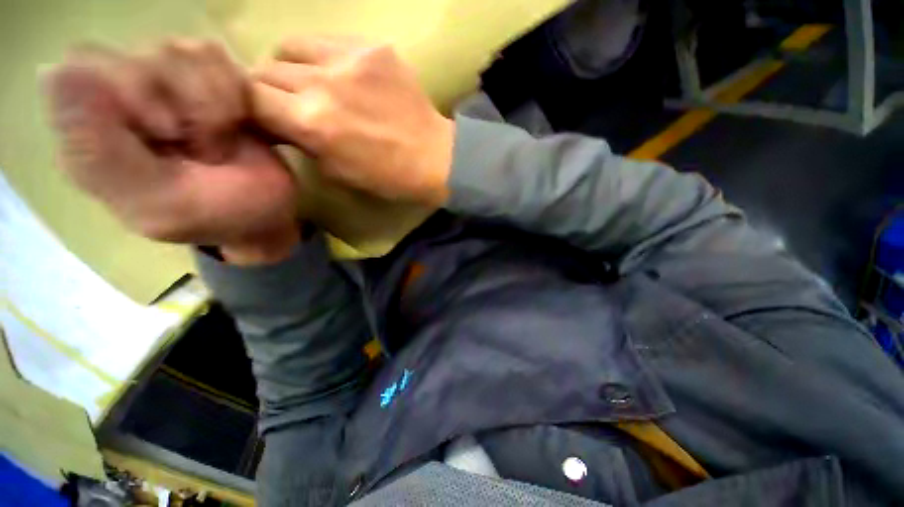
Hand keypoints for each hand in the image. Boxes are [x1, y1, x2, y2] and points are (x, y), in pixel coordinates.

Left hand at [45, 41, 299, 263]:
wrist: (270, 213)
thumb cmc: (219, 215)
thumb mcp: (157, 202)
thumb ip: (99, 152)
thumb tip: (52, 74)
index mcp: (92, 133)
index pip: (86, 67)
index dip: (130, 88)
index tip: (168, 132)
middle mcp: (118, 96)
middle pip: (140, 54)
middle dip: (185, 102)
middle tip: (202, 149)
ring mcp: (162, 80)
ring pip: (181, 49)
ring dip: (216, 102)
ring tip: (220, 142)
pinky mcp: (203, 76)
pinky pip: (213, 54)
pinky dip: (233, 90)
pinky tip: (237, 123)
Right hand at [251, 37, 455, 206]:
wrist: (435, 157)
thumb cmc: (388, 177)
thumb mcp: (337, 172)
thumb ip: (302, 142)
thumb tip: (279, 121)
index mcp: (312, 123)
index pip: (250, 99)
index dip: (250, 109)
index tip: (263, 117)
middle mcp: (322, 83)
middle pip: (266, 70)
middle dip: (269, 90)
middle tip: (288, 104)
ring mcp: (349, 59)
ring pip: (290, 47)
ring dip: (291, 67)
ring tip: (311, 84)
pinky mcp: (373, 47)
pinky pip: (327, 41)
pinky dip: (322, 58)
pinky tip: (341, 76)